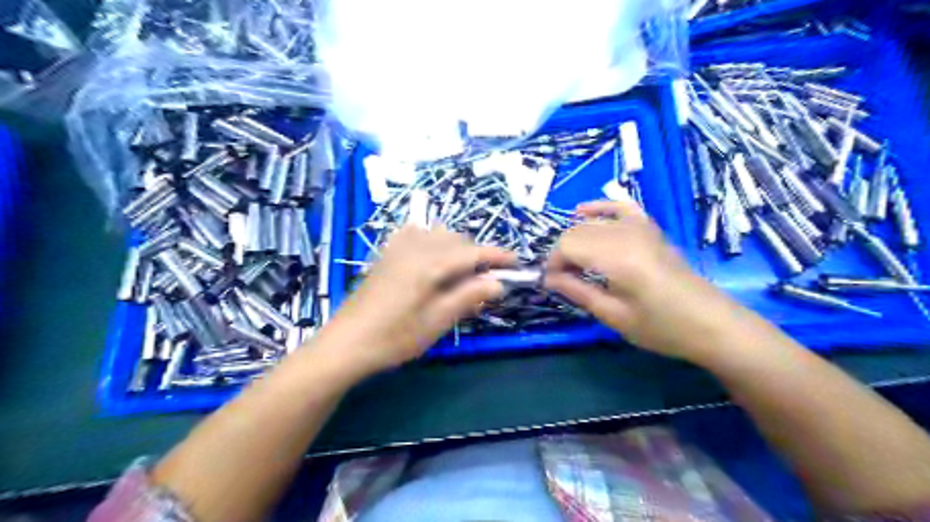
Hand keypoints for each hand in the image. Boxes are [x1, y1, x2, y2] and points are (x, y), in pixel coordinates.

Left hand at [316, 224, 510, 375]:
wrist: (346, 343)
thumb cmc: (395, 338)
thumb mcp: (437, 321)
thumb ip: (469, 297)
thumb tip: (498, 283)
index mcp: (430, 264)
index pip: (473, 252)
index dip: (497, 255)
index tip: (516, 263)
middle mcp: (415, 248)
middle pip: (457, 239)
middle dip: (477, 254)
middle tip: (487, 280)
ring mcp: (397, 249)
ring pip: (437, 234)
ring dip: (456, 247)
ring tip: (461, 272)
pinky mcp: (386, 255)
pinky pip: (415, 235)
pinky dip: (431, 241)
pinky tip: (430, 258)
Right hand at [546, 199, 742, 362]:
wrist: (710, 322)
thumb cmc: (661, 327)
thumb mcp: (613, 316)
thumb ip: (577, 292)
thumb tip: (548, 279)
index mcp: (616, 257)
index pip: (567, 245)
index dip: (554, 264)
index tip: (552, 284)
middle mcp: (625, 233)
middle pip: (576, 231)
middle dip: (562, 253)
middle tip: (563, 279)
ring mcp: (640, 226)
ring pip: (591, 222)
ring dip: (576, 238)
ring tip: (576, 263)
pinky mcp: (649, 227)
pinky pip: (618, 207)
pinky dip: (598, 208)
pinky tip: (581, 212)